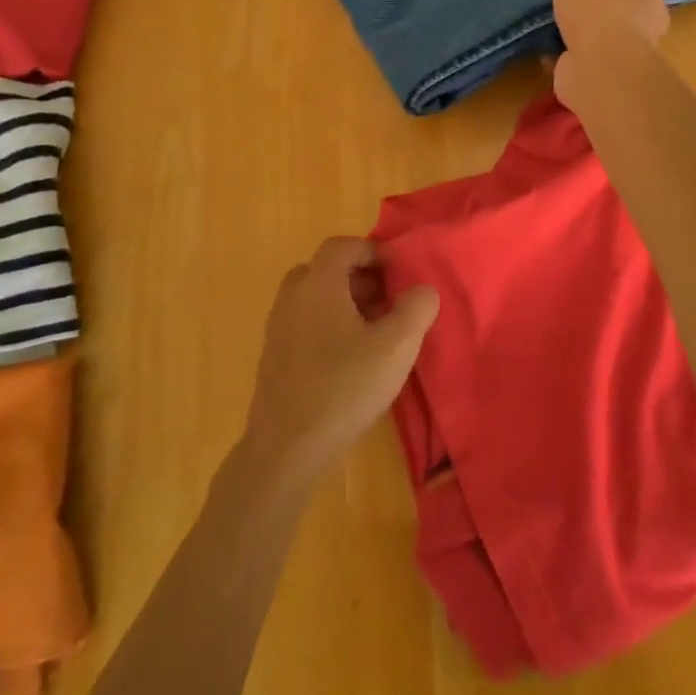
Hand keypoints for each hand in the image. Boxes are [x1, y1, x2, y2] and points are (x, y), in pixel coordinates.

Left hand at [243, 237, 437, 482]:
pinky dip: (328, 326)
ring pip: (315, 298)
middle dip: (361, 279)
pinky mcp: (273, 356)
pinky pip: (305, 323)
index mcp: (319, 282)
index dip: (373, 252)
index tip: (398, 274)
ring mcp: (278, 327)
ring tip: (375, 334)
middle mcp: (292, 296)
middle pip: (327, 269)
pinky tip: (350, 360)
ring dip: (345, 304)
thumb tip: (422, 289)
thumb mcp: (397, 346)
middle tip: (389, 302)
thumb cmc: (344, 387)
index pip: (343, 245)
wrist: (286, 448)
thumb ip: (417, 308)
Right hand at [529, 0, 668, 109]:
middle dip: (588, 13)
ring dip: (571, 37)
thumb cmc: (599, 11)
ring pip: (592, 42)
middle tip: (558, 1)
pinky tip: (538, 47)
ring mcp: (618, 60)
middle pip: (611, 17)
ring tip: (542, 22)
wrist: (597, 67)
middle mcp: (641, 33)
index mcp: (647, 2)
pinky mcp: (596, 80)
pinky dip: (558, 57)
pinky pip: (574, 63)